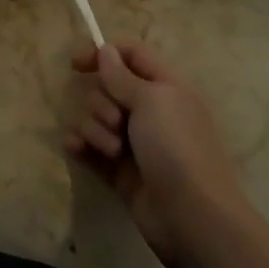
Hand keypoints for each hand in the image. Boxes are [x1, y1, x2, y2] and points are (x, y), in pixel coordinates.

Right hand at [65, 41, 255, 267]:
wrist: (192, 217)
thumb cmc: (176, 148)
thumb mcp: (151, 101)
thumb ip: (121, 75)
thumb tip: (106, 50)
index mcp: (164, 88)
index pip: (132, 55)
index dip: (104, 53)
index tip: (76, 64)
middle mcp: (149, 111)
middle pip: (107, 88)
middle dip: (101, 102)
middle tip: (115, 121)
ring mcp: (133, 142)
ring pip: (95, 118)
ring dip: (94, 128)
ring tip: (111, 150)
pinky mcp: (119, 170)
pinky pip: (89, 146)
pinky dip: (81, 145)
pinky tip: (76, 150)